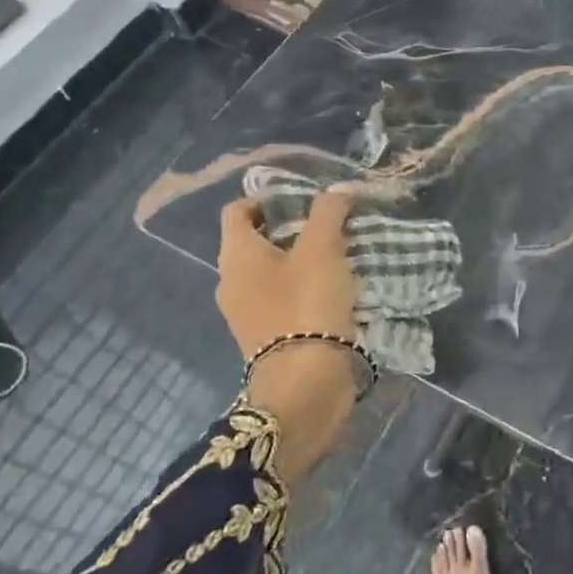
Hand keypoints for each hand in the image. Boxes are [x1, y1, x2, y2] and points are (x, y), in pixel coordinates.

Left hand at [218, 191, 358, 356]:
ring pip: (273, 272)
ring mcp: (249, 313)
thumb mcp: (322, 248)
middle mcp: (233, 282)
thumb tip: (337, 190)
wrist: (306, 383)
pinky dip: (305, 287)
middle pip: (257, 240)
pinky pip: (284, 299)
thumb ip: (328, 212)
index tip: (304, 198)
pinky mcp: (270, 336)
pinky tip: (336, 287)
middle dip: (292, 227)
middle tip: (329, 222)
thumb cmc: (306, 304)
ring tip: (339, 252)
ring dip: (302, 259)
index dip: (268, 197)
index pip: (238, 210)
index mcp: (236, 256)